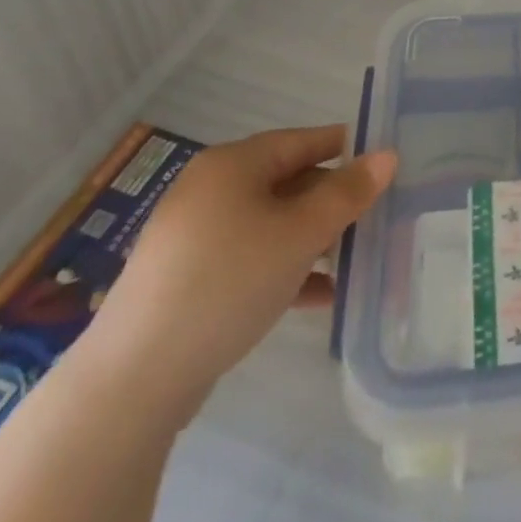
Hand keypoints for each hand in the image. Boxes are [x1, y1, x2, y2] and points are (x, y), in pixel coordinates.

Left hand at [82, 127, 396, 406]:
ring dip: (313, 240)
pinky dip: (284, 269)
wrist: (132, 381)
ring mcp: (195, 237)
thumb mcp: (300, 233)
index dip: (347, 149)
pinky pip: (250, 260)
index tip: (384, 165)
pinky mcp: (187, 281)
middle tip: (374, 219)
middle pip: (288, 182)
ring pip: (271, 224)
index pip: (304, 140)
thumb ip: (348, 193)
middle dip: (332, 202)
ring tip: (353, 261)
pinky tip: (320, 296)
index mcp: (233, 164)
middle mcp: (211, 189)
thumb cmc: (228, 282)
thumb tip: (387, 155)